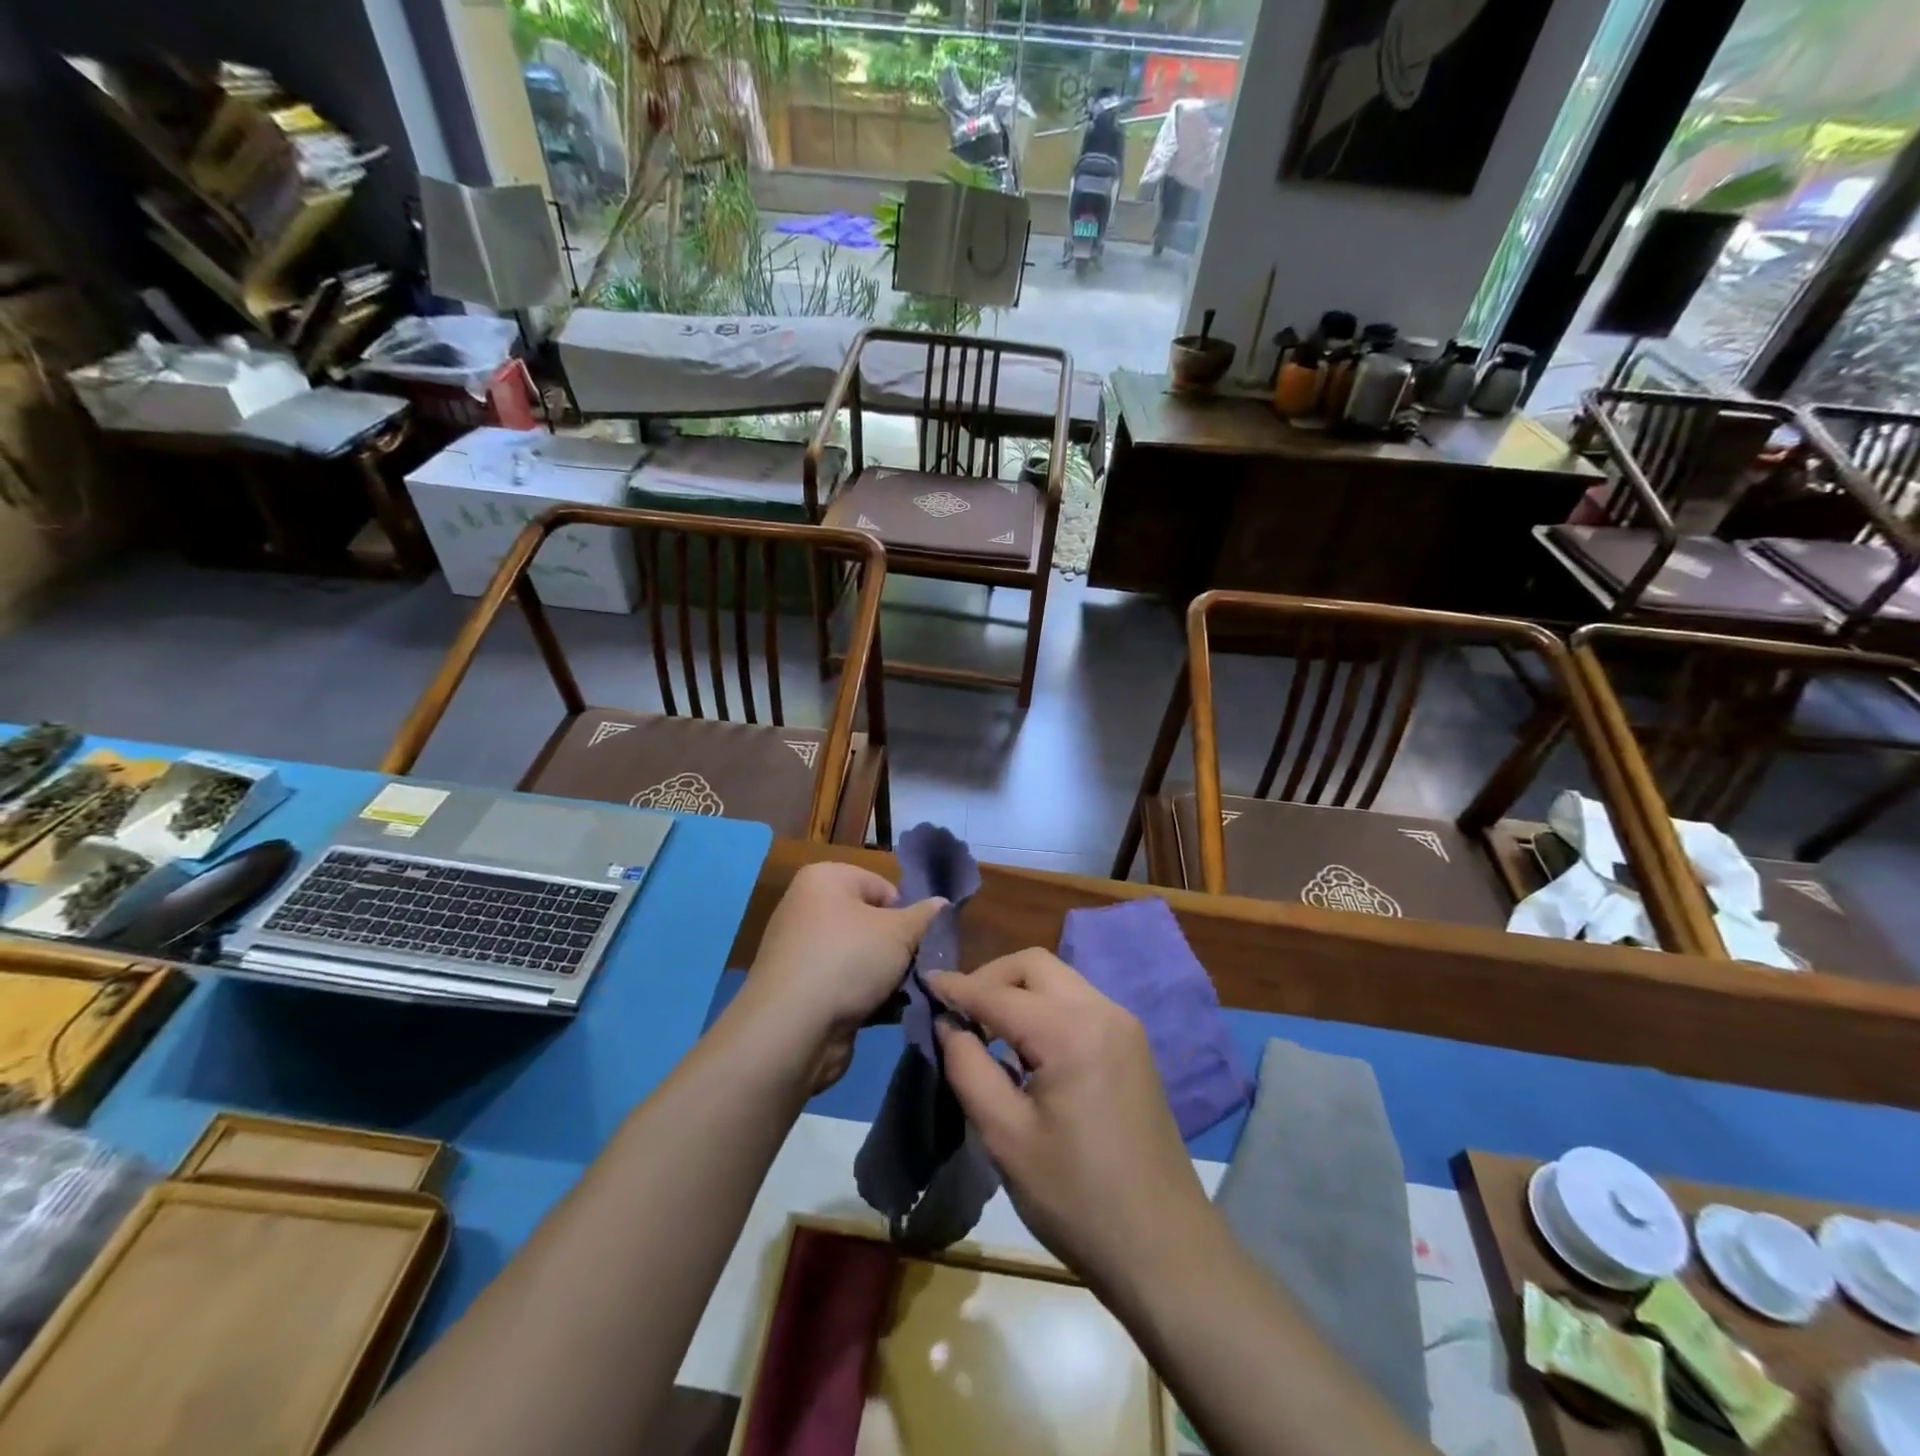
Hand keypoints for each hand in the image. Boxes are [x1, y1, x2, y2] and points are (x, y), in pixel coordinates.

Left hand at [741, 862, 944, 1090]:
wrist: (791, 1030)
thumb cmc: (847, 960)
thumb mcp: (899, 932)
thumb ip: (926, 917)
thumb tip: (943, 904)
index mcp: (824, 879)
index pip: (882, 886)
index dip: (907, 913)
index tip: (922, 940)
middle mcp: (808, 908)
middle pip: (873, 922)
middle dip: (900, 947)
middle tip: (921, 967)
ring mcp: (803, 952)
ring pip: (863, 956)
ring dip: (888, 975)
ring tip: (908, 993)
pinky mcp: (804, 990)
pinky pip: (848, 984)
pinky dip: (869, 996)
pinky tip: (890, 1013)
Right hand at [929, 950, 1213, 1294]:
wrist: (1164, 1249)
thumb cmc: (1077, 1198)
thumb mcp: (1006, 1137)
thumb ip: (968, 1068)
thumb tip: (948, 1024)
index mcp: (1071, 1031)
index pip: (999, 993)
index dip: (957, 988)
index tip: (924, 982)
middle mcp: (1102, 1011)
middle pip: (1035, 966)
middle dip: (991, 977)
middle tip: (958, 1010)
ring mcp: (1123, 1025)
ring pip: (1059, 980)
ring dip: (1018, 991)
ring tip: (984, 1027)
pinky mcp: (1132, 1045)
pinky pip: (1078, 1003)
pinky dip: (1044, 1007)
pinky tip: (1025, 1045)